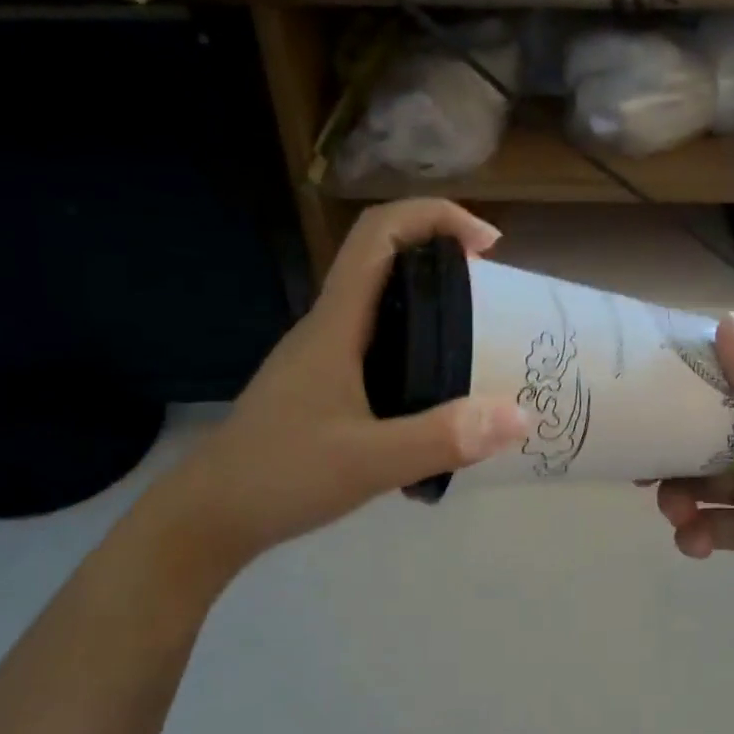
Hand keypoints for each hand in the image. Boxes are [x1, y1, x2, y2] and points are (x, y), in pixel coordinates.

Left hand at [160, 199, 529, 559]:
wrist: (213, 515)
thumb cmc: (281, 477)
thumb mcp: (368, 462)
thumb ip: (441, 438)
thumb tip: (519, 414)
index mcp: (335, 325)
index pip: (379, 235)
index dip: (435, 217)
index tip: (488, 245)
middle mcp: (328, 330)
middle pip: (385, 264)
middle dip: (444, 263)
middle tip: (494, 302)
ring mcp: (323, 359)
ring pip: (383, 309)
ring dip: (432, 310)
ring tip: (478, 346)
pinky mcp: (324, 389)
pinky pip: (378, 350)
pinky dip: (417, 352)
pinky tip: (437, 398)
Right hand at [653, 316, 733, 645]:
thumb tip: (723, 319)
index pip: (729, 388)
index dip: (686, 392)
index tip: (643, 396)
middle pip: (705, 442)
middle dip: (672, 456)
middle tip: (642, 472)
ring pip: (702, 486)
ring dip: (680, 499)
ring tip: (677, 517)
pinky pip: (712, 527)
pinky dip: (696, 534)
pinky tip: (695, 546)